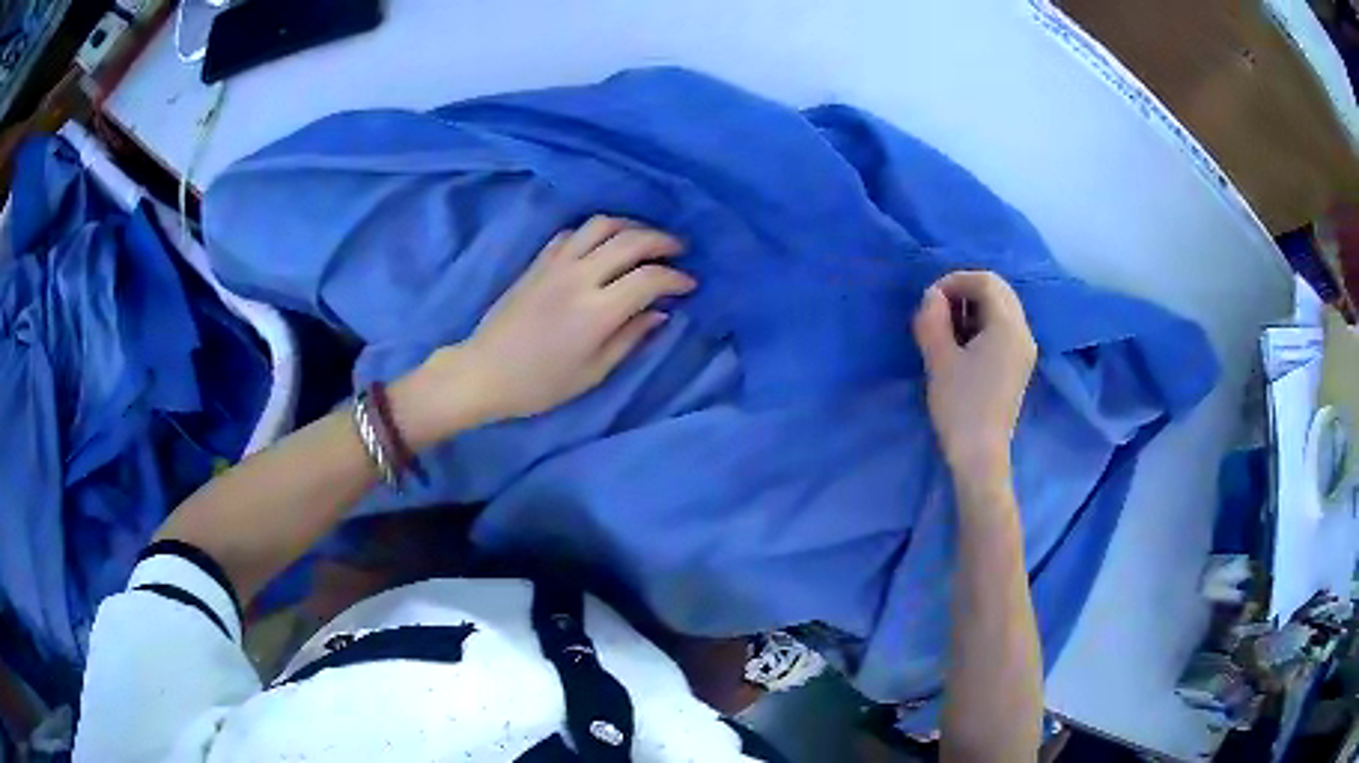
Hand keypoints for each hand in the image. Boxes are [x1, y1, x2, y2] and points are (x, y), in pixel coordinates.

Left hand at [441, 216, 693, 425]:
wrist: (484, 371)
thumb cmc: (540, 383)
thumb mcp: (593, 372)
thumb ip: (630, 338)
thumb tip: (660, 313)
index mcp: (597, 311)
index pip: (649, 278)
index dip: (676, 277)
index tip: (690, 285)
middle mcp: (579, 277)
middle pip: (631, 240)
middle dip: (662, 241)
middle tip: (679, 251)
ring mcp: (556, 264)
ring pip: (601, 225)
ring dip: (630, 226)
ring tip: (645, 239)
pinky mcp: (539, 261)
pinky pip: (572, 232)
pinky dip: (595, 232)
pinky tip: (603, 244)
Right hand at [913, 271, 1035, 484]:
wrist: (980, 455)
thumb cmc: (960, 406)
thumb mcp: (939, 359)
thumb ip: (933, 319)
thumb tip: (932, 296)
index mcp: (1008, 326)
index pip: (986, 281)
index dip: (955, 281)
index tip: (930, 299)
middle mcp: (1023, 332)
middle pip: (998, 291)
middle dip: (966, 291)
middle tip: (938, 309)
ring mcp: (1024, 350)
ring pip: (1002, 308)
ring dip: (974, 307)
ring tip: (947, 327)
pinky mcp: (1019, 365)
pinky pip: (1004, 328)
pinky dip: (983, 323)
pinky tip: (963, 344)